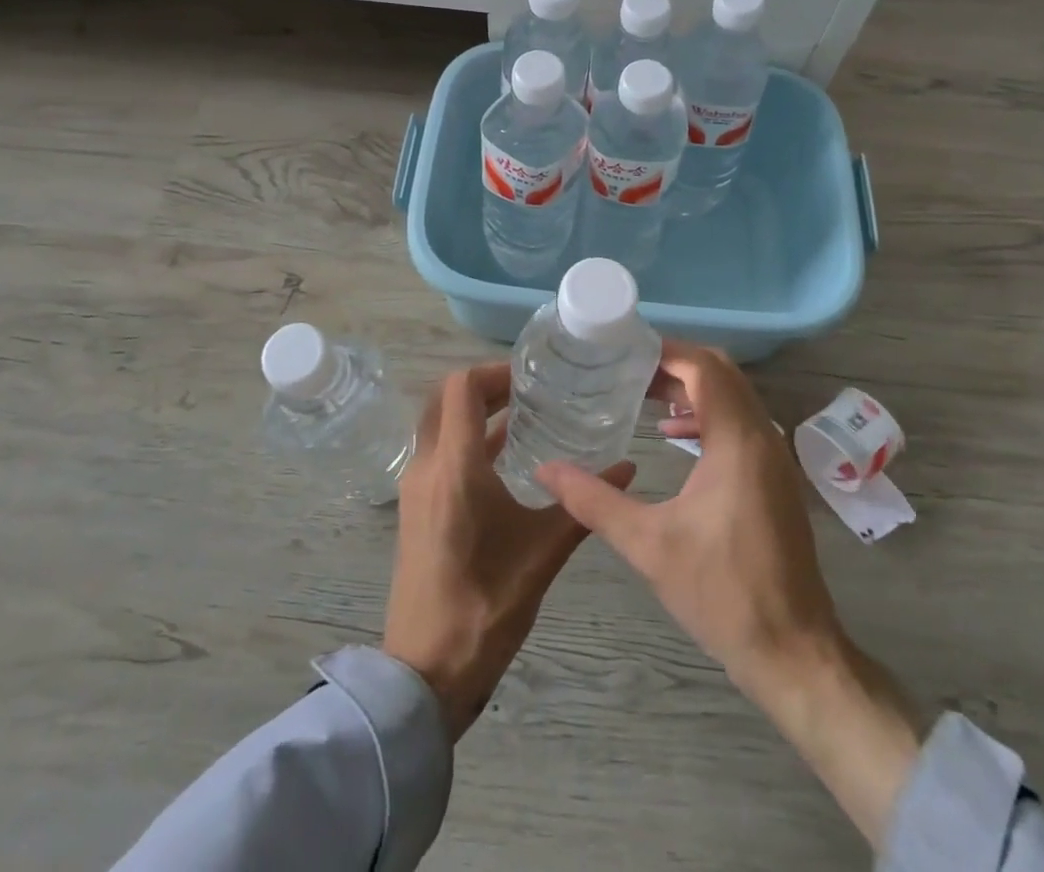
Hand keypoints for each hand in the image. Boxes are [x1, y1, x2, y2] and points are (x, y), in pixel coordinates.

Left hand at [383, 363, 634, 740]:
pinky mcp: (415, 507)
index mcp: (454, 467)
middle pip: (446, 398)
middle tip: (529, 391)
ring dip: (473, 414)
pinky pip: (437, 452)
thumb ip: (582, 506)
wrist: (426, 671)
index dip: (494, 372)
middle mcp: (427, 466)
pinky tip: (504, 458)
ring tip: (523, 417)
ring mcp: (415, 487)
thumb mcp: (543, 553)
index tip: (531, 378)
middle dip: (485, 387)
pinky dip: (465, 440)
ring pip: (439, 424)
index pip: (462, 387)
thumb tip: (627, 467)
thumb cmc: (486, 606)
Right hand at [537, 343, 921, 848]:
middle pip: (721, 373)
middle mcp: (762, 436)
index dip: (664, 352)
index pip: (704, 367)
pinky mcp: (775, 477)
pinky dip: (707, 414)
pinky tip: (673, 435)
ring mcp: (774, 457)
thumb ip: (593, 501)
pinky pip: (740, 422)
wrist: (793, 652)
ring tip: (641, 395)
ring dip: (691, 388)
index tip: (623, 352)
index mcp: (737, 440)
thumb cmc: (721, 592)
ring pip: (733, 396)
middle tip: (627, 369)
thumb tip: (544, 471)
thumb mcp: (648, 545)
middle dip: (674, 364)